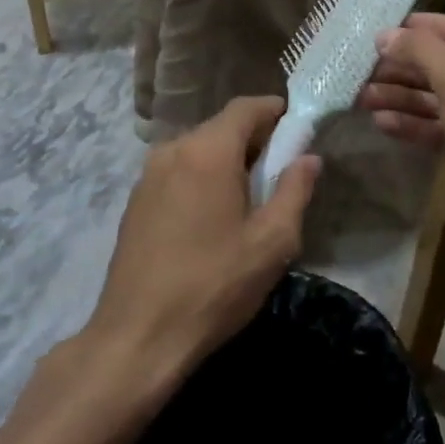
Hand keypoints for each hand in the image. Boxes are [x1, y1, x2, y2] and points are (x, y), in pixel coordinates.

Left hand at [84, 97, 319, 390]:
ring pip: (198, 150)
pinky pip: (178, 171)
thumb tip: (308, 157)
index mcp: (207, 151)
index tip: (299, 128)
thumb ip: (294, 190)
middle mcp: (173, 150)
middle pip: (221, 127)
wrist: (138, 336)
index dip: (275, 110)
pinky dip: (201, 178)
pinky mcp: (135, 201)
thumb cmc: (214, 286)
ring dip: (226, 161)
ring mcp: (148, 175)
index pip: (246, 107)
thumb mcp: (271, 242)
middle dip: (254, 140)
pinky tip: (212, 218)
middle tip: (280, 172)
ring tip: (248, 199)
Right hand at [358, 14, 444, 213]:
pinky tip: (383, 124)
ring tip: (363, 98)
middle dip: (406, 68)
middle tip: (364, 71)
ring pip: (443, 99)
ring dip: (404, 98)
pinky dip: (417, 125)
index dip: (423, 29)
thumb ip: (421, 51)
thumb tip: (386, 36)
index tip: (384, 32)